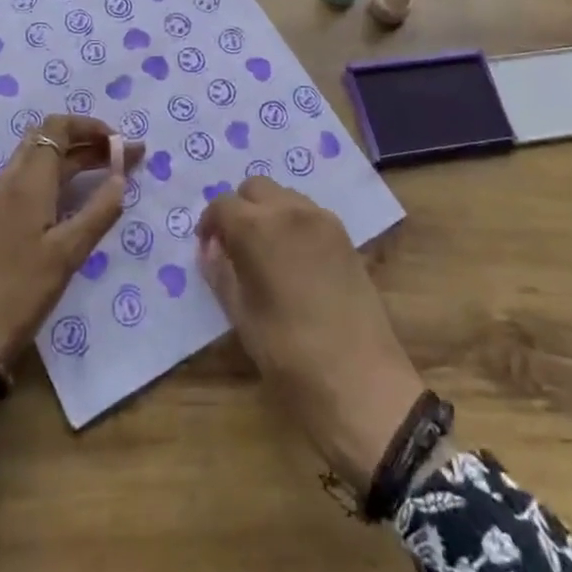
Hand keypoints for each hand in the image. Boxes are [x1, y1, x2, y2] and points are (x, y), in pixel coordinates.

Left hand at [0, 115, 141, 423]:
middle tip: (124, 157)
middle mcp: (11, 180)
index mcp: (28, 181)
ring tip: (110, 173)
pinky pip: (32, 181)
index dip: (91, 127)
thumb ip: (99, 210)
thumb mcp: (69, 252)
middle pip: (49, 139)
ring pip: (40, 161)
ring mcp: (1, 200)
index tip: (122, 144)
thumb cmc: (21, 291)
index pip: (57, 127)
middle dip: (88, 141)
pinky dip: (60, 178)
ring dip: (75, 159)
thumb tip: (122, 177)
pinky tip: (78, 200)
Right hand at [198, 177, 424, 490]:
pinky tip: (292, 260)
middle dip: (239, 210)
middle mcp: (291, 211)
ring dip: (267, 212)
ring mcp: (323, 221)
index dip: (210, 224)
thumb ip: (222, 274)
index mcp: (259, 228)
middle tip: (233, 247)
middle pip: (255, 188)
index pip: (223, 205)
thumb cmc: (291, 355)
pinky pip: (308, 213)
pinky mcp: (345, 237)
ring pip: (284, 196)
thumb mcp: (243, 317)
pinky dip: (292, 222)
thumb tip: (212, 249)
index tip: (208, 249)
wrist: (362, 383)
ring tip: (263, 253)